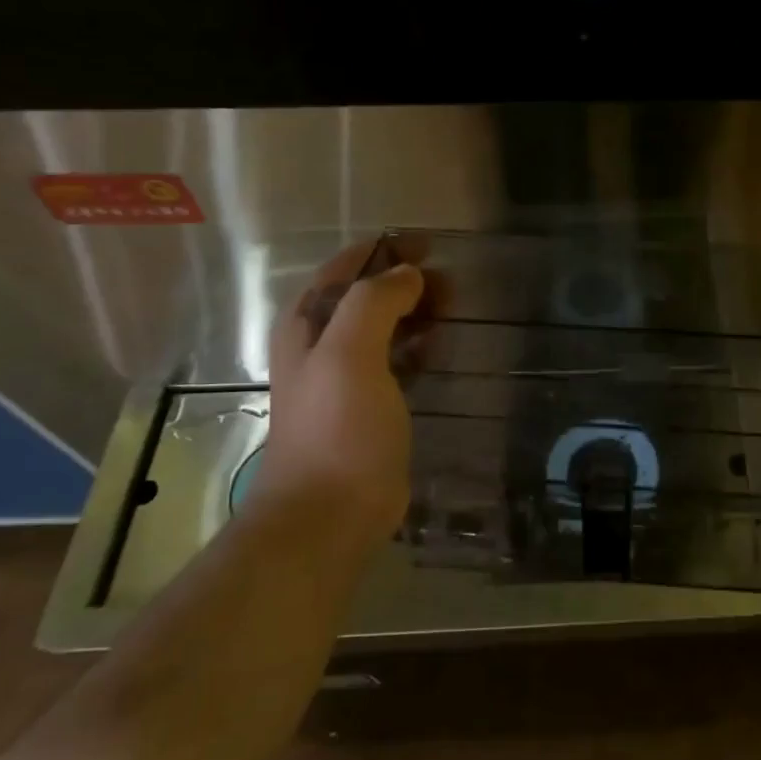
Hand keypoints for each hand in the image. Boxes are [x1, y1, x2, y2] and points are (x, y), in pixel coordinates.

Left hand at [249, 243, 429, 553]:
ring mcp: (345, 379)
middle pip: (365, 296)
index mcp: (307, 326)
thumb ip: (374, 303)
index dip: (384, 251)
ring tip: (453, 308)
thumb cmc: (337, 428)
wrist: (329, 513)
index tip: (429, 246)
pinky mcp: (369, 408)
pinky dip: (417, 347)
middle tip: (451, 282)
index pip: (344, 269)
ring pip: (383, 328)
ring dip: (414, 312)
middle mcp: (321, 346)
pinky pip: (395, 362)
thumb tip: (407, 275)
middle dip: (405, 281)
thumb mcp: (349, 354)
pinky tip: (441, 349)